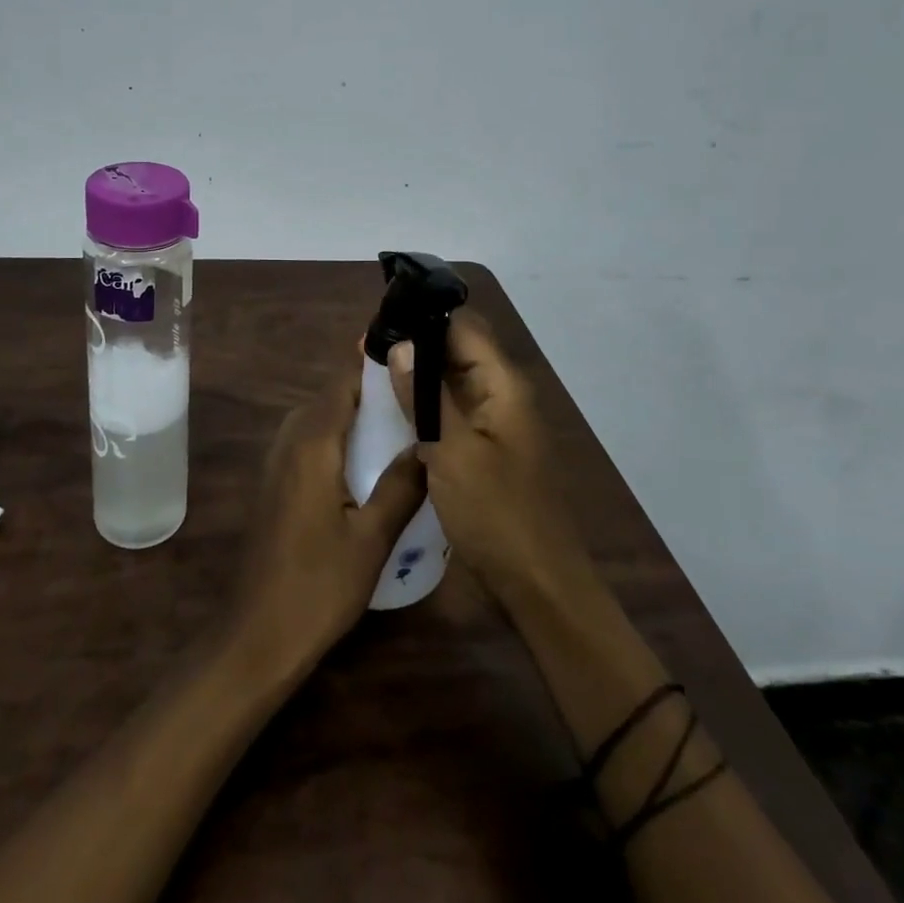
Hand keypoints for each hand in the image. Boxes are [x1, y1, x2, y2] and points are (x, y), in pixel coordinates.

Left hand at [229, 373, 427, 676]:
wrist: (257, 635)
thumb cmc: (318, 586)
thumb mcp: (373, 538)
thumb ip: (402, 485)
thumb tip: (427, 444)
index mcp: (312, 444)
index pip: (343, 385)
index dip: (372, 366)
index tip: (409, 357)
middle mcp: (289, 442)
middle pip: (330, 398)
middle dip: (369, 391)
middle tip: (414, 395)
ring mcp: (276, 463)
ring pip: (318, 420)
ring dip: (352, 415)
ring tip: (397, 423)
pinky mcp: (274, 484)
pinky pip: (308, 442)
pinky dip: (337, 437)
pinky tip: (365, 461)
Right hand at [387, 313, 592, 616]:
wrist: (538, 585)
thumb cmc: (496, 515)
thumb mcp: (453, 453)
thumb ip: (425, 397)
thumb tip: (401, 344)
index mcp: (503, 385)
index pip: (463, 326)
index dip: (424, 317)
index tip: (381, 319)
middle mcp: (502, 395)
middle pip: (457, 350)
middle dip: (415, 344)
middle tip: (365, 347)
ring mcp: (494, 424)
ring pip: (451, 381)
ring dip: (416, 375)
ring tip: (370, 370)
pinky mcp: (484, 449)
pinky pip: (451, 412)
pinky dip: (424, 405)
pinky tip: (392, 409)